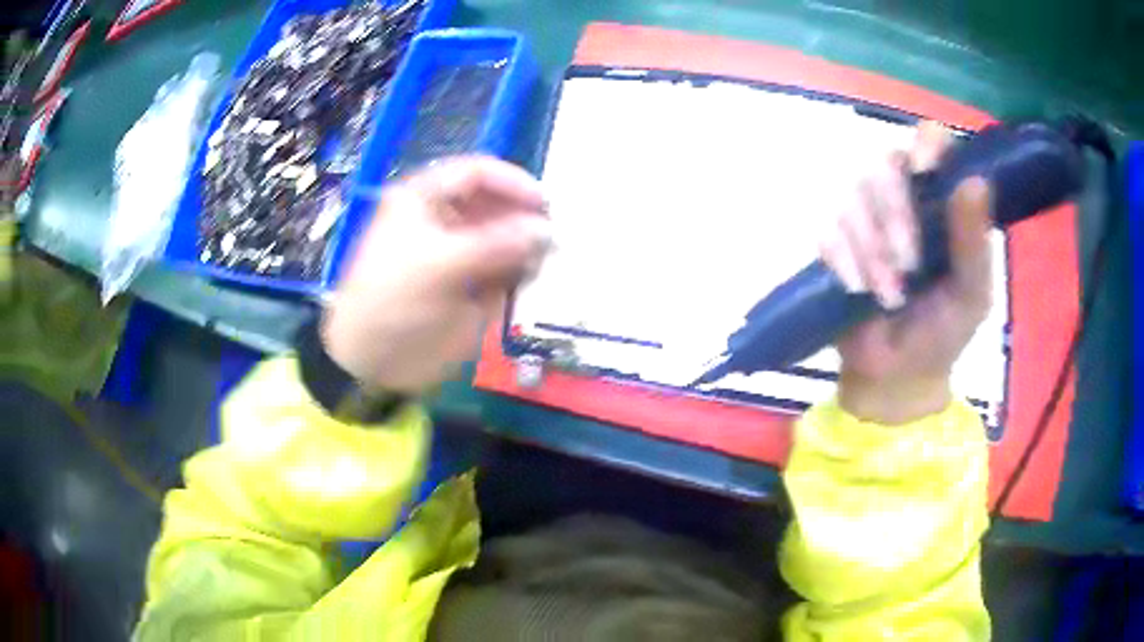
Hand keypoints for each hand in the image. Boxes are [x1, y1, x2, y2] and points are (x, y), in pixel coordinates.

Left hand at [321, 157, 550, 392]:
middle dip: (524, 218)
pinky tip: (531, 282)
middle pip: (496, 204)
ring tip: (546, 262)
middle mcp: (445, 219)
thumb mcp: (440, 265)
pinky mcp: (469, 285)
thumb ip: (496, 244)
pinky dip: (520, 274)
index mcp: (426, 199)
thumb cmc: (393, 300)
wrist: (371, 360)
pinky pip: (503, 270)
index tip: (545, 205)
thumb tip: (546, 231)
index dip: (512, 182)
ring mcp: (459, 253)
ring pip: (504, 238)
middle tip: (554, 238)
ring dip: (526, 247)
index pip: (477, 173)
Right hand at [820, 123, 992, 423]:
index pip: (930, 142)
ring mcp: (864, 216)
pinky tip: (856, 289)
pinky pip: (826, 226)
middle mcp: (902, 197)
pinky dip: (842, 258)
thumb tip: (975, 179)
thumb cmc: (943, 334)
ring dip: (870, 248)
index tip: (925, 173)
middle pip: (883, 163)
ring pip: (851, 195)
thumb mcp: (971, 295)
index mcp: (941, 203)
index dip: (924, 146)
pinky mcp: (833, 240)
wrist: (895, 376)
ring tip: (887, 296)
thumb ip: (974, 242)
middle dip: (894, 214)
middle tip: (908, 266)